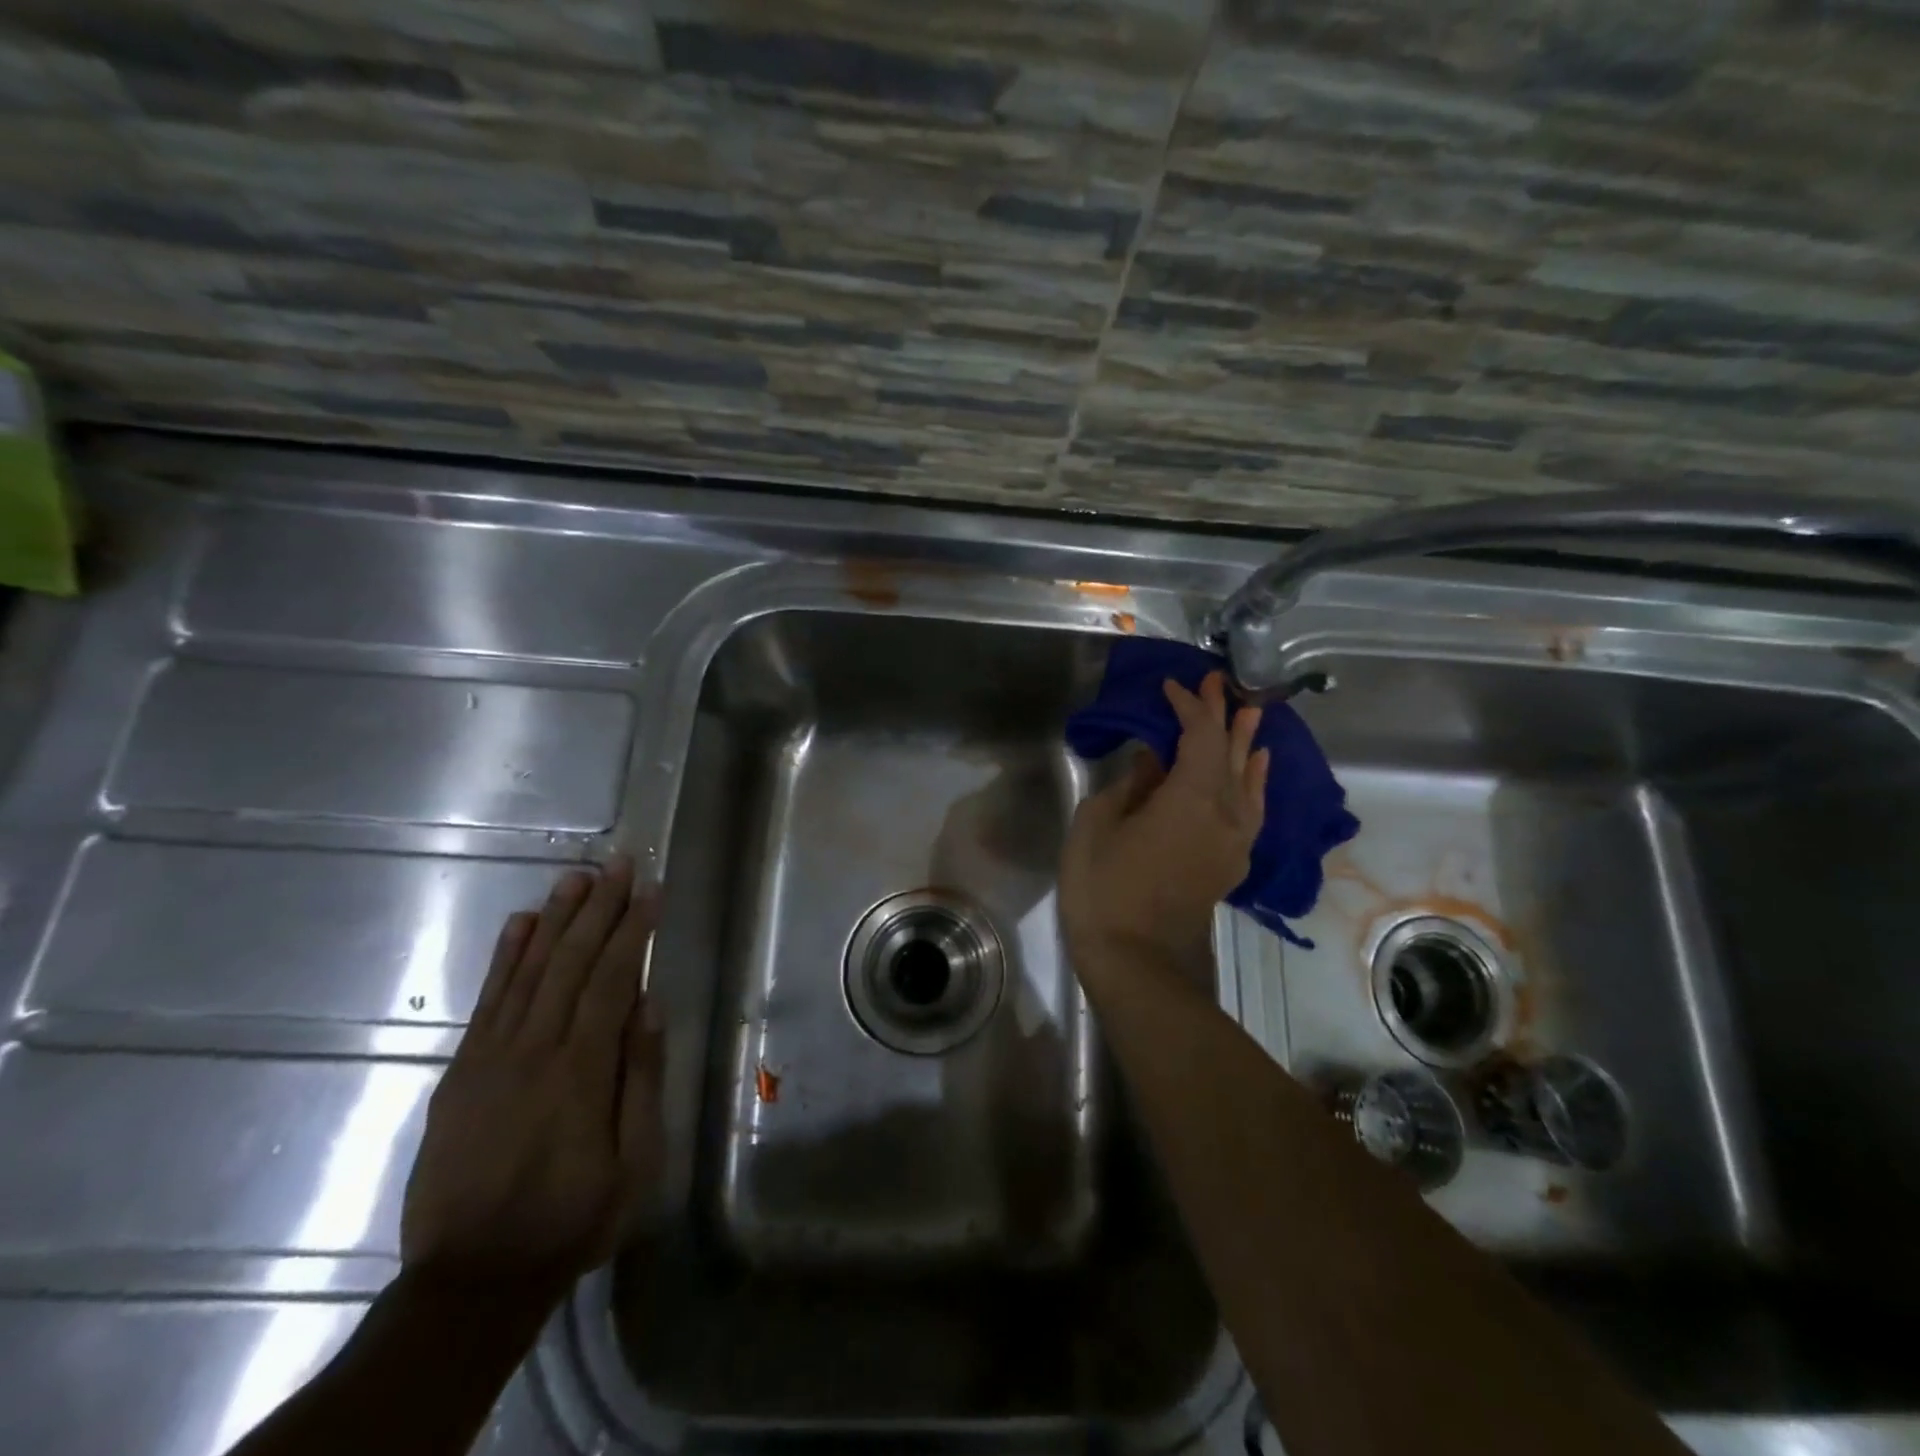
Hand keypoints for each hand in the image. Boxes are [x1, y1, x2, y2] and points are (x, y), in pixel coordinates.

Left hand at [401, 856, 664, 1295]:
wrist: (472, 1278)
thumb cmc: (573, 1217)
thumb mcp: (635, 1162)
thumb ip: (641, 1077)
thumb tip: (650, 1004)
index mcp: (581, 1069)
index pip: (612, 979)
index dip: (633, 930)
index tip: (649, 890)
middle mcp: (535, 1049)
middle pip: (571, 961)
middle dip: (599, 907)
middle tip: (618, 862)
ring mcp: (492, 1056)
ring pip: (529, 969)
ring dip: (555, 917)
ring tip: (576, 876)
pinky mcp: (462, 1070)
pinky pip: (487, 1000)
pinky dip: (506, 956)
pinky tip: (521, 923)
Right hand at [1059, 672, 1268, 975]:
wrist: (1136, 961)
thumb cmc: (1104, 888)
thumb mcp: (1098, 825)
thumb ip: (1130, 785)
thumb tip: (1152, 761)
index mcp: (1190, 796)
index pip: (1199, 735)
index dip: (1189, 706)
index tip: (1172, 686)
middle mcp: (1224, 812)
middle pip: (1229, 751)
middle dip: (1222, 714)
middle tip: (1219, 682)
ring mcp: (1234, 840)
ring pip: (1247, 779)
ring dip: (1245, 743)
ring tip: (1249, 714)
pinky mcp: (1232, 863)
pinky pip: (1251, 809)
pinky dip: (1254, 782)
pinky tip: (1255, 771)